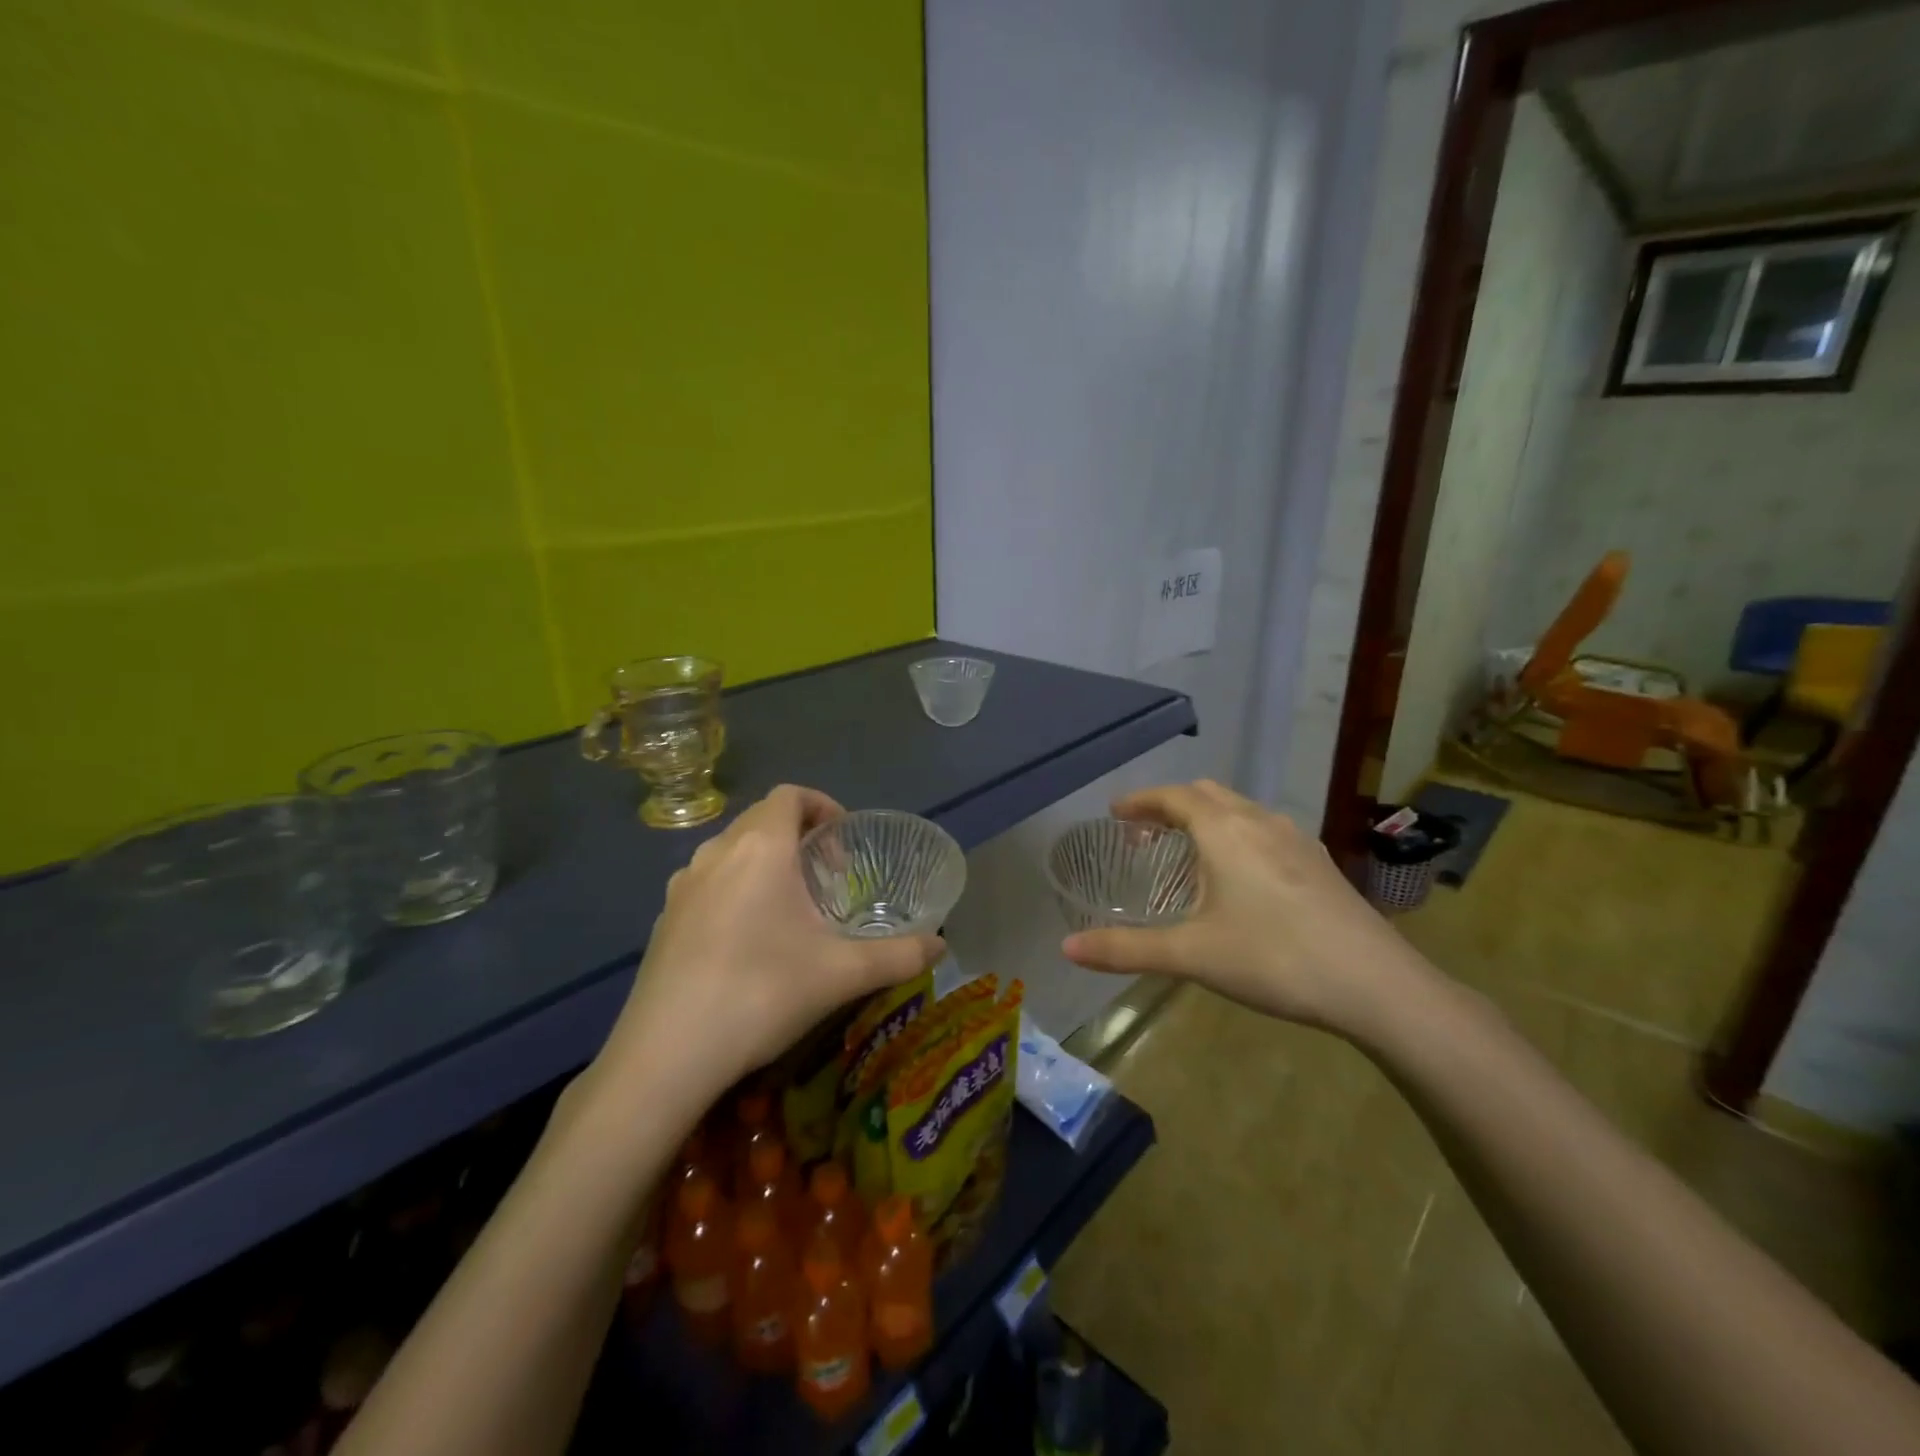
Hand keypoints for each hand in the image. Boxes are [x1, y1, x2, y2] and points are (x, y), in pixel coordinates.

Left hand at [595, 786, 943, 1106]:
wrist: (666, 1055)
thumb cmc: (762, 993)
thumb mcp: (843, 974)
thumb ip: (900, 955)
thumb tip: (942, 946)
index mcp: (760, 847)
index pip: (790, 795)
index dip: (823, 806)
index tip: (845, 845)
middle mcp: (717, 853)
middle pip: (761, 819)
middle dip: (799, 837)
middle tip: (828, 880)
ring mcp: (682, 886)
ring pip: (732, 852)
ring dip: (765, 863)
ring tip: (790, 908)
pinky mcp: (662, 920)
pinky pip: (708, 883)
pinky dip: (735, 890)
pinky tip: (748, 942)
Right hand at [1061, 780, 1426, 1037]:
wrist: (1377, 985)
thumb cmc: (1274, 958)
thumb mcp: (1192, 955)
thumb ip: (1126, 950)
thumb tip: (1066, 947)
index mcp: (1225, 830)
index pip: (1174, 796)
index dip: (1141, 800)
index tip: (1115, 812)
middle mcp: (1260, 821)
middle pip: (1207, 794)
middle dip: (1171, 804)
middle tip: (1145, 831)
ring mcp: (1297, 839)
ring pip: (1240, 809)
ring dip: (1207, 818)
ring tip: (1187, 851)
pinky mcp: (1319, 862)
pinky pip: (1265, 829)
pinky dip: (1236, 834)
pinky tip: (1240, 876)